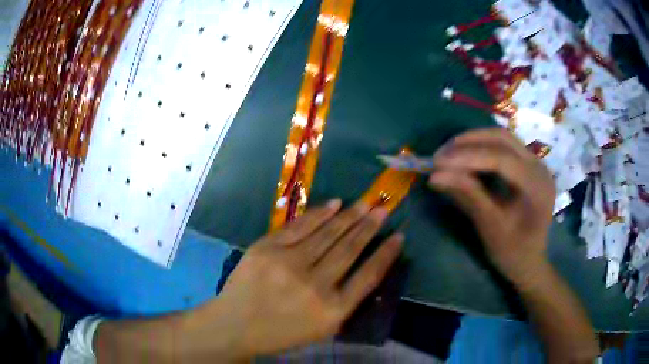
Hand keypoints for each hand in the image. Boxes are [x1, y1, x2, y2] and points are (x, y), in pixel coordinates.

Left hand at [188, 200, 402, 358]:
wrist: (236, 325)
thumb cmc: (282, 332)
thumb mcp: (322, 328)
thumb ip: (344, 302)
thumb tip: (365, 268)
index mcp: (332, 311)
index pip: (369, 276)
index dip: (386, 254)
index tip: (399, 236)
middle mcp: (315, 286)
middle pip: (350, 249)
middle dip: (370, 226)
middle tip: (382, 209)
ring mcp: (289, 264)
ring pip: (328, 234)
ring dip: (349, 216)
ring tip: (365, 203)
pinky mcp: (267, 249)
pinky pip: (299, 227)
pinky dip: (319, 214)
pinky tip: (335, 204)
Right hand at [428, 128, 555, 286]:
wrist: (530, 262)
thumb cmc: (512, 252)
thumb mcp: (490, 227)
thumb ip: (467, 196)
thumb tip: (435, 176)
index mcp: (536, 186)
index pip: (501, 159)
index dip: (468, 157)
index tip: (437, 163)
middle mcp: (539, 167)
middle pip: (502, 139)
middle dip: (469, 142)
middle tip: (441, 153)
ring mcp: (536, 163)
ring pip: (503, 138)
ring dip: (474, 141)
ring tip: (449, 152)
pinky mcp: (529, 165)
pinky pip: (505, 146)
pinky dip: (483, 147)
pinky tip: (466, 155)